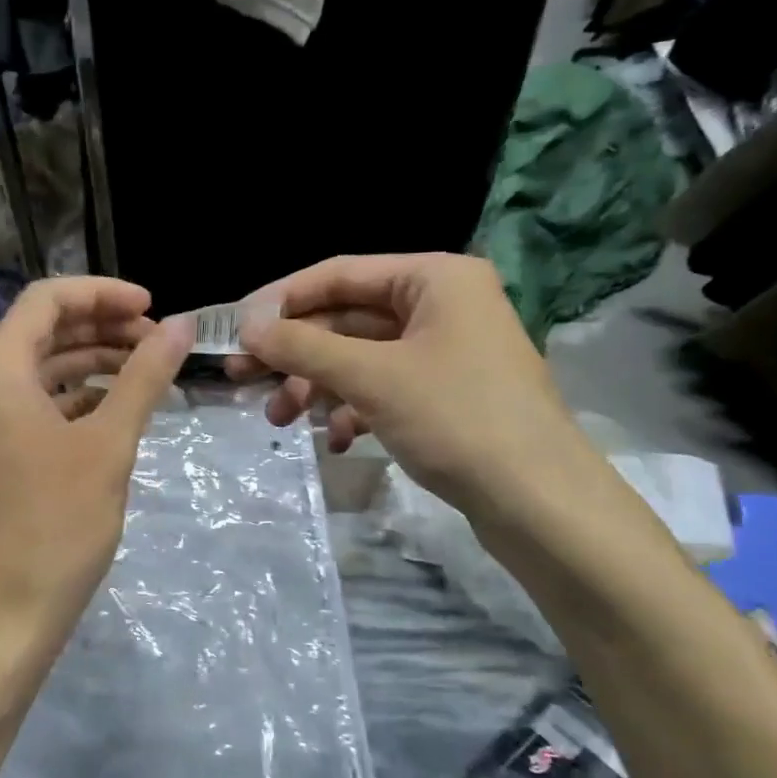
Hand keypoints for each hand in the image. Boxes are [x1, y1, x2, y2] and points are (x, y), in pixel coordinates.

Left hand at [0, 276, 190, 655]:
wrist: (6, 613)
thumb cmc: (57, 523)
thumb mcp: (109, 443)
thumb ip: (144, 376)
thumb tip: (181, 326)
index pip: (47, 300)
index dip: (103, 293)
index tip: (153, 308)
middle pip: (42, 331)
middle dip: (101, 326)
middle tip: (157, 341)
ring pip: (39, 369)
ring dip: (90, 361)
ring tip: (145, 370)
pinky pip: (33, 405)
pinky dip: (74, 397)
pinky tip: (114, 408)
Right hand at [228, 253, 596, 518]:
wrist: (540, 503)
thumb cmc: (456, 419)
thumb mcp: (370, 377)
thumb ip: (303, 346)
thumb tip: (247, 327)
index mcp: (434, 278)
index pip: (340, 274)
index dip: (282, 300)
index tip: (236, 328)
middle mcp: (442, 304)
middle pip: (346, 318)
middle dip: (295, 353)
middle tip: (242, 378)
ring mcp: (446, 351)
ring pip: (361, 357)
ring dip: (317, 385)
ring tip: (280, 420)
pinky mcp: (447, 393)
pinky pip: (384, 387)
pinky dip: (354, 409)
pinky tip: (337, 440)